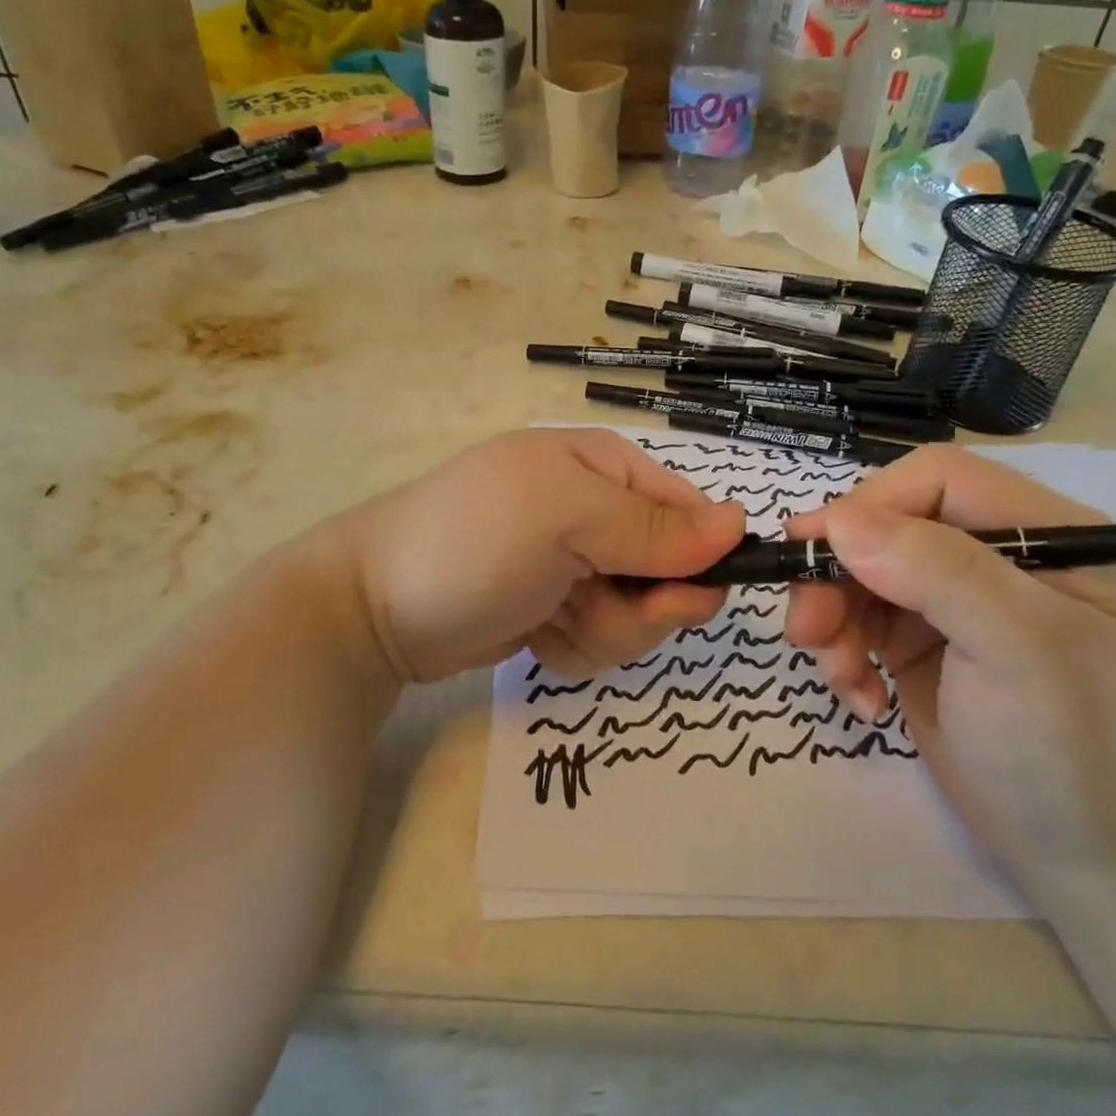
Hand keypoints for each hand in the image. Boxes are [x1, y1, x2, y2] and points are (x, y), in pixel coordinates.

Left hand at [331, 429, 746, 685]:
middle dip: (637, 607)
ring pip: (641, 616)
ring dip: (601, 632)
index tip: (669, 598)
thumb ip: (652, 527)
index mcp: (606, 468)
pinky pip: (604, 640)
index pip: (690, 513)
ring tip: (548, 619)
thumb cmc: (473, 542)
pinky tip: (534, 634)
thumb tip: (739, 523)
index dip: (694, 560)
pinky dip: (573, 647)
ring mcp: (579, 565)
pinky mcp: (560, 609)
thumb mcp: (564, 519)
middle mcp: (599, 513)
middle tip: (587, 606)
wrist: (375, 610)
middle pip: (672, 573)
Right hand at [784, 445, 1115, 894]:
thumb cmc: (1081, 752)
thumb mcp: (1022, 653)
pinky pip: (856, 619)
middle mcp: (994, 554)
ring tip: (838, 676)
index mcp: (1044, 532)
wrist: (1100, 866)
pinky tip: (863, 699)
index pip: (938, 479)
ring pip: (859, 571)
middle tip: (806, 630)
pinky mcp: (920, 641)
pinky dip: (843, 653)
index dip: (871, 504)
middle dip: (837, 574)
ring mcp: (953, 599)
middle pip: (885, 525)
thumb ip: (937, 573)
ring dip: (832, 618)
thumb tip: (839, 522)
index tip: (814, 549)